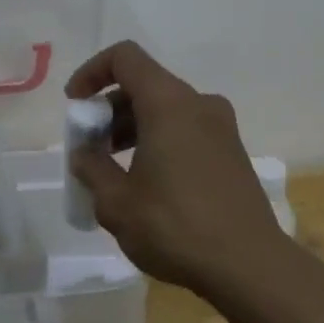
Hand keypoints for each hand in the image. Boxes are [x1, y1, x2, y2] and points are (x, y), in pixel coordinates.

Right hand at [65, 41, 294, 300]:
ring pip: (166, 110)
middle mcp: (199, 104)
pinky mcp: (232, 152)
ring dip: (133, 130)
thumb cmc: (175, 227)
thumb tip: (84, 152)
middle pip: (145, 85)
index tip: (75, 106)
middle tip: (89, 150)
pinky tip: (146, 183)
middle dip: (109, 111)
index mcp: (169, 103)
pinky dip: (158, 142)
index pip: (125, 57)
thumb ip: (91, 168)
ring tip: (112, 172)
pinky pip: (186, 131)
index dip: (92, 72)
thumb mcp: (116, 202)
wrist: (249, 264)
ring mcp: (222, 128)